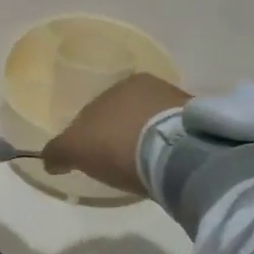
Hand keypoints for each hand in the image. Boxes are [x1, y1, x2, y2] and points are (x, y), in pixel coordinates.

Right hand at [42, 73, 191, 194]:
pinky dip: (168, 150)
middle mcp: (150, 87)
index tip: (92, 157)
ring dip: (146, 142)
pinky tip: (165, 168)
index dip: (90, 134)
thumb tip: (48, 159)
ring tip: (144, 169)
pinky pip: (177, 138)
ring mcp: (181, 104)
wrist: (180, 155)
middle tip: (117, 163)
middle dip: (120, 135)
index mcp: (119, 84)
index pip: (97, 109)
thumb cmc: (119, 143)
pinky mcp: (204, 127)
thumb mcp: (75, 149)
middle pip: (126, 115)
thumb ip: (57, 151)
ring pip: (153, 124)